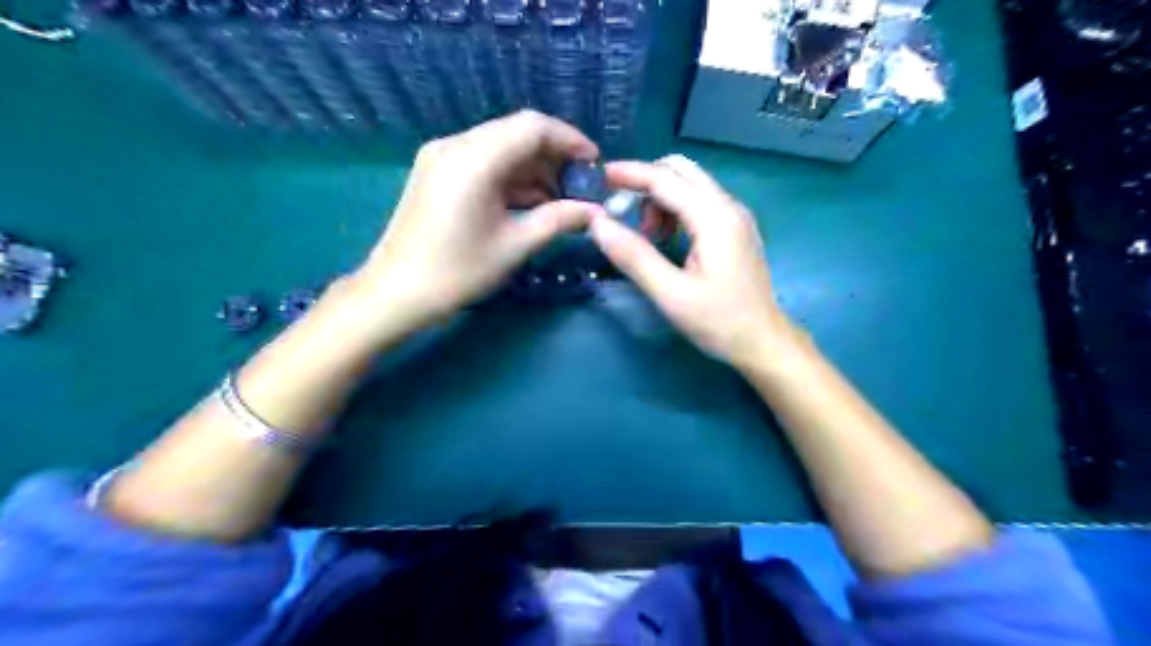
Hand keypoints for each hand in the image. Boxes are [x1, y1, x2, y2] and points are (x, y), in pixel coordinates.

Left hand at [355, 108, 605, 326]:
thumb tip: (594, 211)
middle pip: (516, 133)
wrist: (396, 292)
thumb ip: (558, 219)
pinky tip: (531, 201)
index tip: (594, 165)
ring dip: (533, 169)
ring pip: (500, 147)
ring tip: (561, 199)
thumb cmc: (457, 272)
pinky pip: (483, 162)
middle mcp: (455, 145)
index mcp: (474, 159)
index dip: (570, 140)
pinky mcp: (436, 172)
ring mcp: (442, 157)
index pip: (533, 127)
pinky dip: (510, 177)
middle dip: (554, 157)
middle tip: (580, 186)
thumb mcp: (514, 246)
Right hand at [588, 155, 803, 371]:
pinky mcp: (736, 229)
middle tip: (622, 210)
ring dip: (661, 197)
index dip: (629, 174)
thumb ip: (634, 256)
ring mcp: (735, 216)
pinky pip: (700, 201)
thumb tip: (598, 223)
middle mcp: (728, 206)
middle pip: (681, 170)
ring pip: (691, 184)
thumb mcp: (670, 293)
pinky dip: (676, 208)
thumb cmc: (719, 321)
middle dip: (646, 181)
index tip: (599, 178)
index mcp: (714, 217)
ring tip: (647, 236)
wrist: (764, 342)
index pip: (664, 179)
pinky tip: (666, 240)